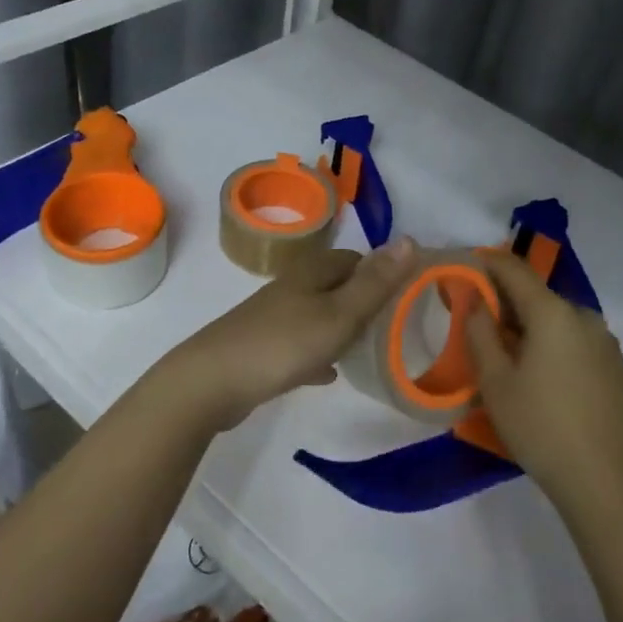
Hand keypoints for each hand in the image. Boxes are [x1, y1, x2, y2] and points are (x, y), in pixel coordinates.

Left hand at [157, 240, 416, 431]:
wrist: (212, 382)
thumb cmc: (284, 343)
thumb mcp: (340, 314)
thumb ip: (376, 282)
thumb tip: (410, 239)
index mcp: (313, 272)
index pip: (357, 260)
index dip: (383, 275)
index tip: (407, 299)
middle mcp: (293, 287)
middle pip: (338, 286)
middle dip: (365, 302)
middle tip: (393, 328)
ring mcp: (275, 317)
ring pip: (320, 315)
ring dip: (343, 328)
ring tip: (369, 350)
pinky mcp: (263, 347)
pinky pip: (302, 345)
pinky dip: (319, 354)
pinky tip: (329, 374)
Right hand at [464, 249, 622, 509]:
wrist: (602, 479)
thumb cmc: (539, 427)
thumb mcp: (495, 381)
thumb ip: (479, 331)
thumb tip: (471, 296)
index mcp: (554, 312)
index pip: (513, 268)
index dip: (484, 263)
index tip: (460, 268)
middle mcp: (584, 315)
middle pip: (536, 294)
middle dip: (504, 300)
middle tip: (475, 320)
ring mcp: (604, 339)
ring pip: (556, 317)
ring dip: (528, 323)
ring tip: (505, 352)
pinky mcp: (614, 363)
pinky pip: (574, 338)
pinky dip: (551, 341)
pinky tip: (538, 372)